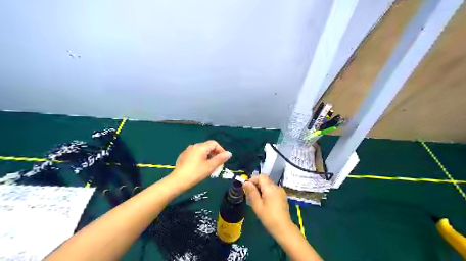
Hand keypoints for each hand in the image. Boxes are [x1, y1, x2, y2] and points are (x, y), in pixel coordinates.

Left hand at [170, 141, 230, 188]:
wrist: (178, 181)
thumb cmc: (196, 173)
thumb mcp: (210, 166)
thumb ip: (220, 159)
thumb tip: (229, 153)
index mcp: (201, 147)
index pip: (214, 143)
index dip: (221, 150)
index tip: (224, 159)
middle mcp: (194, 146)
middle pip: (207, 146)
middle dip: (215, 154)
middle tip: (218, 164)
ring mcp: (187, 151)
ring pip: (201, 151)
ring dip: (208, 157)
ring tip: (210, 166)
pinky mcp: (183, 156)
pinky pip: (195, 154)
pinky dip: (200, 158)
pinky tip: (200, 167)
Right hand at [242, 175, 292, 236]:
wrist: (284, 228)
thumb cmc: (268, 217)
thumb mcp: (257, 205)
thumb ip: (251, 192)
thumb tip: (246, 183)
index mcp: (270, 188)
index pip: (261, 176)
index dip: (253, 179)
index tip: (247, 188)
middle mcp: (276, 187)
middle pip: (265, 180)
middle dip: (256, 185)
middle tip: (250, 195)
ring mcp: (281, 192)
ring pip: (268, 185)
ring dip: (261, 189)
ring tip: (256, 200)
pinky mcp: (282, 197)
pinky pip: (273, 190)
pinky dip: (266, 192)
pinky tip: (264, 203)